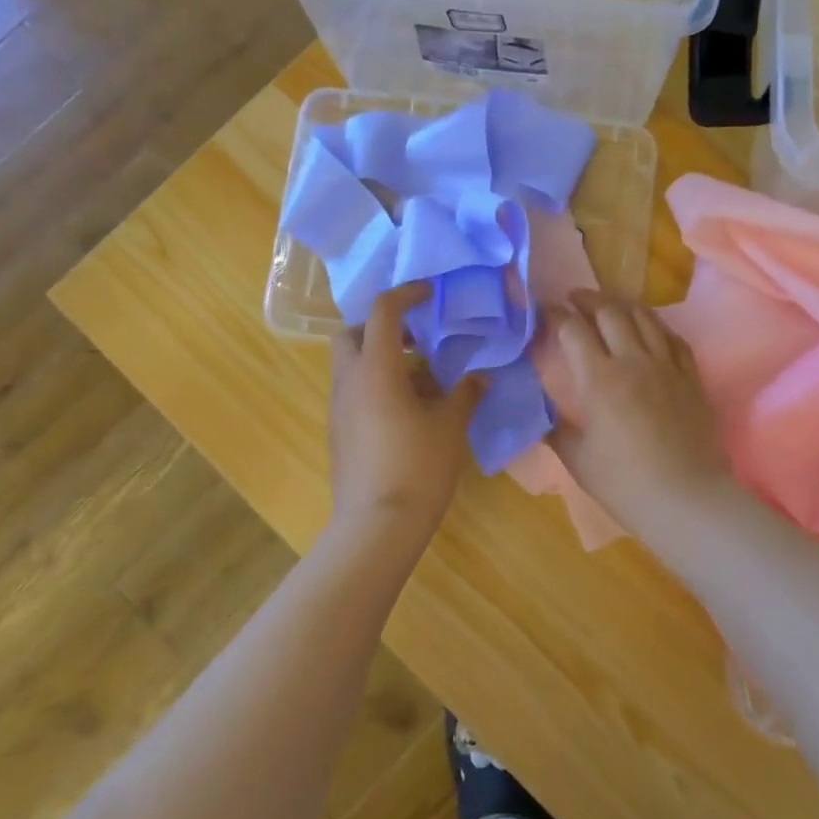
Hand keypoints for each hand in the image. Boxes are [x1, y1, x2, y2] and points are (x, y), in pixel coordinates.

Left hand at [328, 283, 478, 537]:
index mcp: (375, 369)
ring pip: (350, 366)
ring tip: (420, 380)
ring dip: (379, 359)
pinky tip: (407, 413)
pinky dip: (375, 387)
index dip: (406, 294)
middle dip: (379, 327)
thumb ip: (465, 394)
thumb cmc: (418, 467)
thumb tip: (480, 378)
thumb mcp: (450, 426)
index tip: (429, 293)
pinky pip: (353, 393)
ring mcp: (338, 409)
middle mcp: (348, 382)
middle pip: (351, 334)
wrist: (377, 525)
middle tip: (414, 339)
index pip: (382, 311)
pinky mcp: (338, 433)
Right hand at [538, 293, 731, 530]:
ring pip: (645, 318)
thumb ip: (556, 429)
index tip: (543, 311)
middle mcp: (633, 360)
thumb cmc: (624, 484)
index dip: (554, 315)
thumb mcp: (577, 459)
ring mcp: (667, 366)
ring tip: (610, 307)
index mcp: (599, 379)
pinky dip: (657, 327)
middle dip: (588, 299)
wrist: (686, 499)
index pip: (572, 330)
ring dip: (622, 306)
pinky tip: (651, 332)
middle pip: (610, 311)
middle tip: (574, 299)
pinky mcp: (692, 378)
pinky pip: (674, 339)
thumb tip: (542, 414)